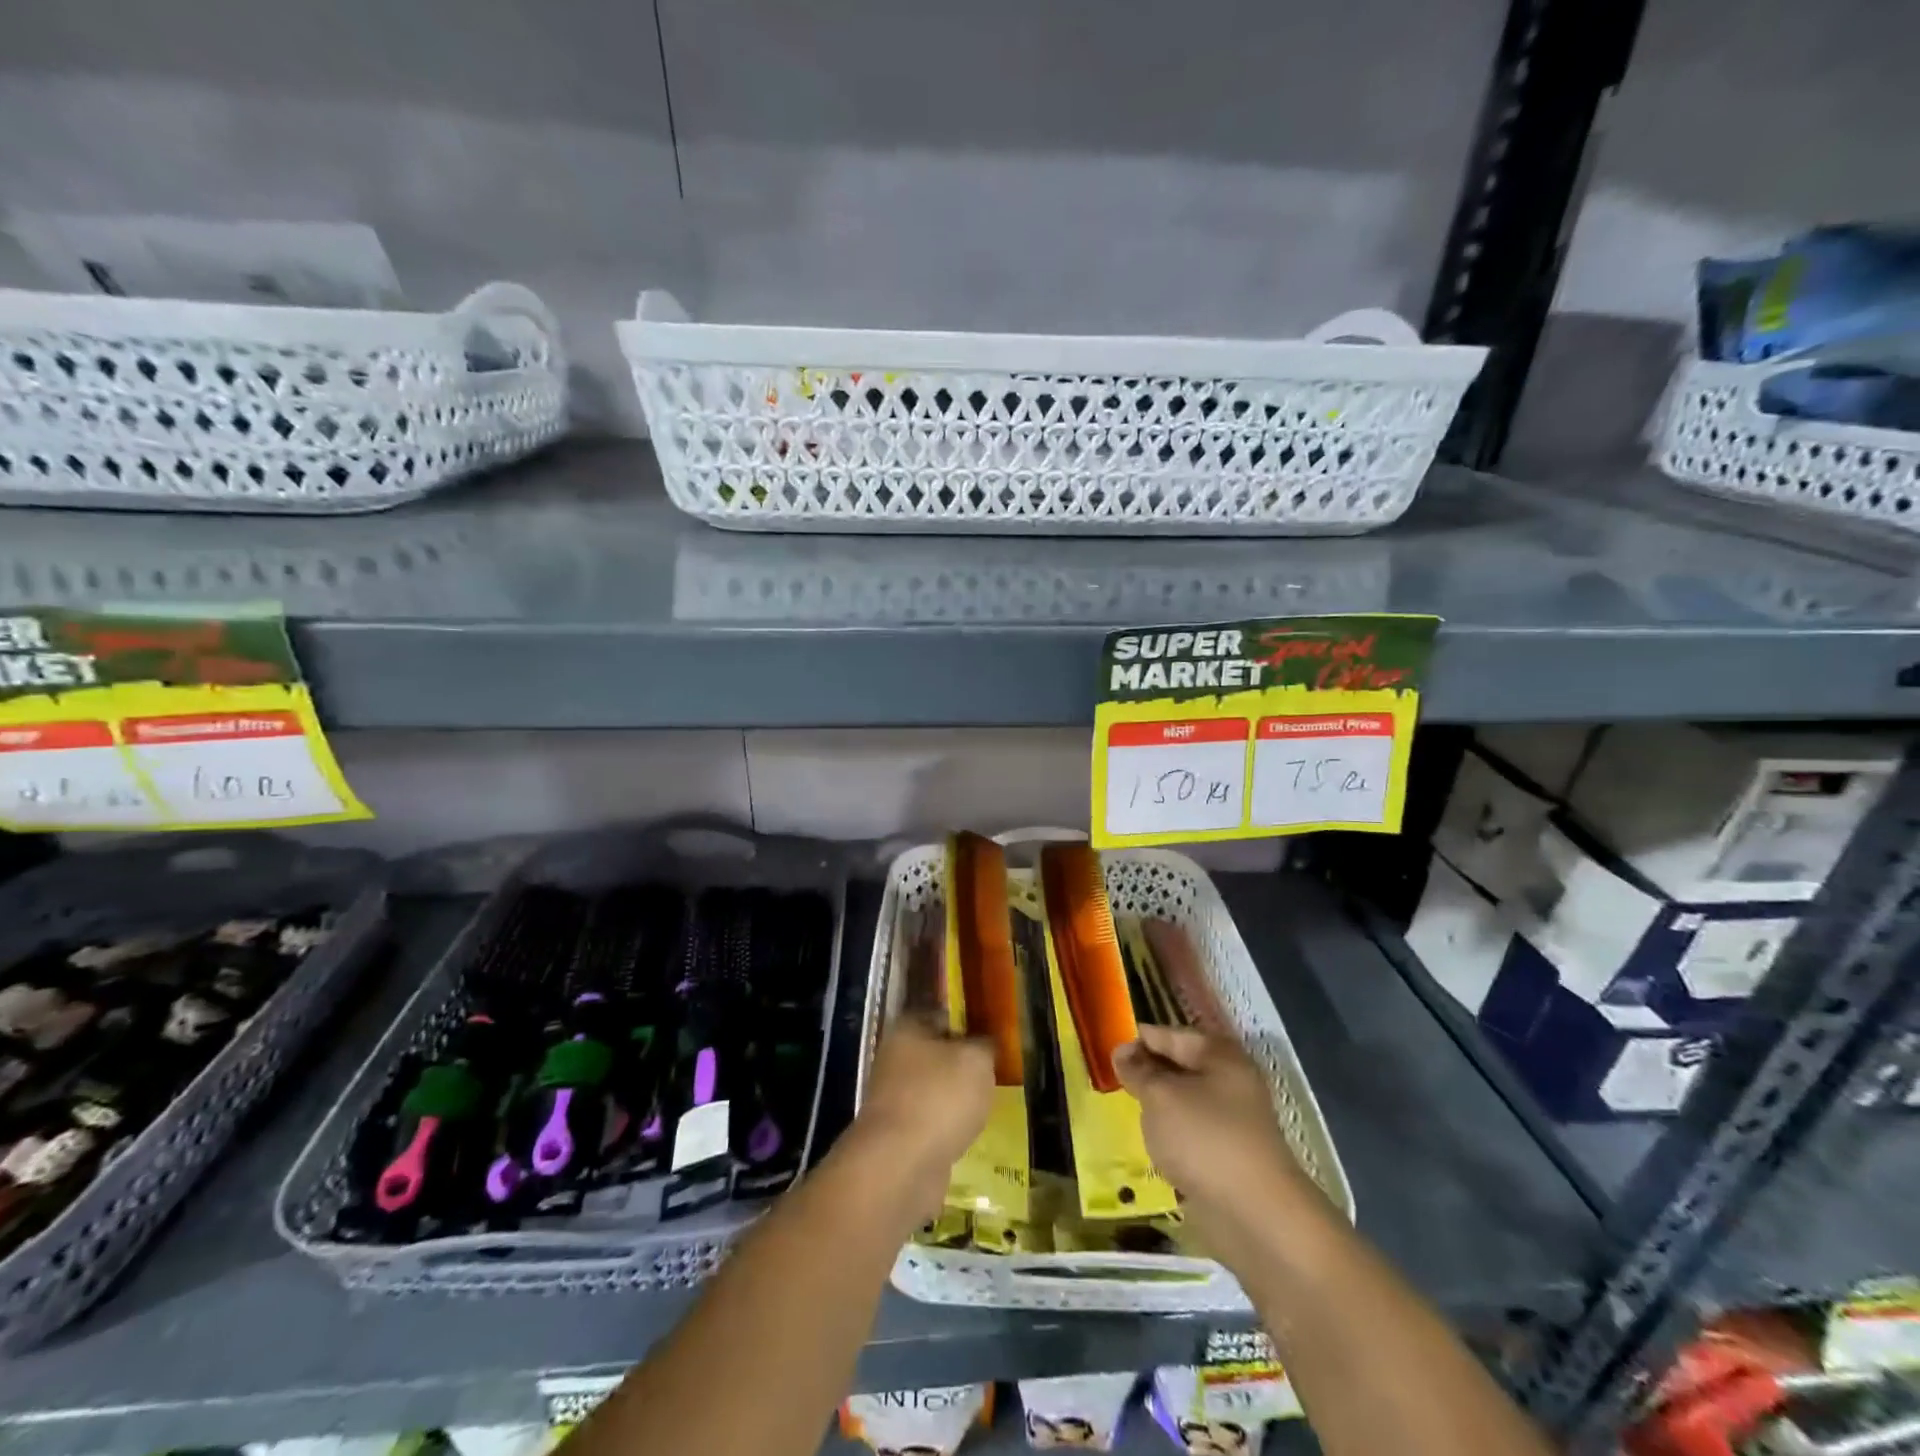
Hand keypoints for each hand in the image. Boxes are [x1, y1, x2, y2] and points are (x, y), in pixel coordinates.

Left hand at [840, 1015, 994, 1223]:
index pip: (942, 1015)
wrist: (901, 1166)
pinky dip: (948, 1129)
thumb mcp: (976, 1060)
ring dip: (956, 1100)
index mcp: (908, 1029)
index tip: (993, 1038)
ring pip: (934, 1091)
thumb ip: (984, 1046)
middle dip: (963, 1066)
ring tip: (985, 1107)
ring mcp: (893, 1099)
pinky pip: (931, 1123)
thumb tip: (985, 1044)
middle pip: (937, 1055)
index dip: (969, 1023)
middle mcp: (894, 1059)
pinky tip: (968, 1135)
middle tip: (994, 1074)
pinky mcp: (897, 1136)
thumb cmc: (940, 1097)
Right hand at [1114, 1024, 1324, 1247]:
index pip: (1168, 1034)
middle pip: (1178, 1066)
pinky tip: (1149, 1142)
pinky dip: (1170, 1134)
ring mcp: (1231, 1119)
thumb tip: (1122, 1051)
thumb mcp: (1160, 1096)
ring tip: (1124, 1109)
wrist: (1255, 1216)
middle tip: (1110, 1081)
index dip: (1136, 1040)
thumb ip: (1138, 1070)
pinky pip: (1190, 1132)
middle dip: (1145, 1073)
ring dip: (1156, 1106)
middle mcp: (1229, 1080)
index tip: (1104, 1052)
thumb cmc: (1204, 1139)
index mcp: (1219, 1054)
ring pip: (1183, 1100)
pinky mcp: (1227, 1154)